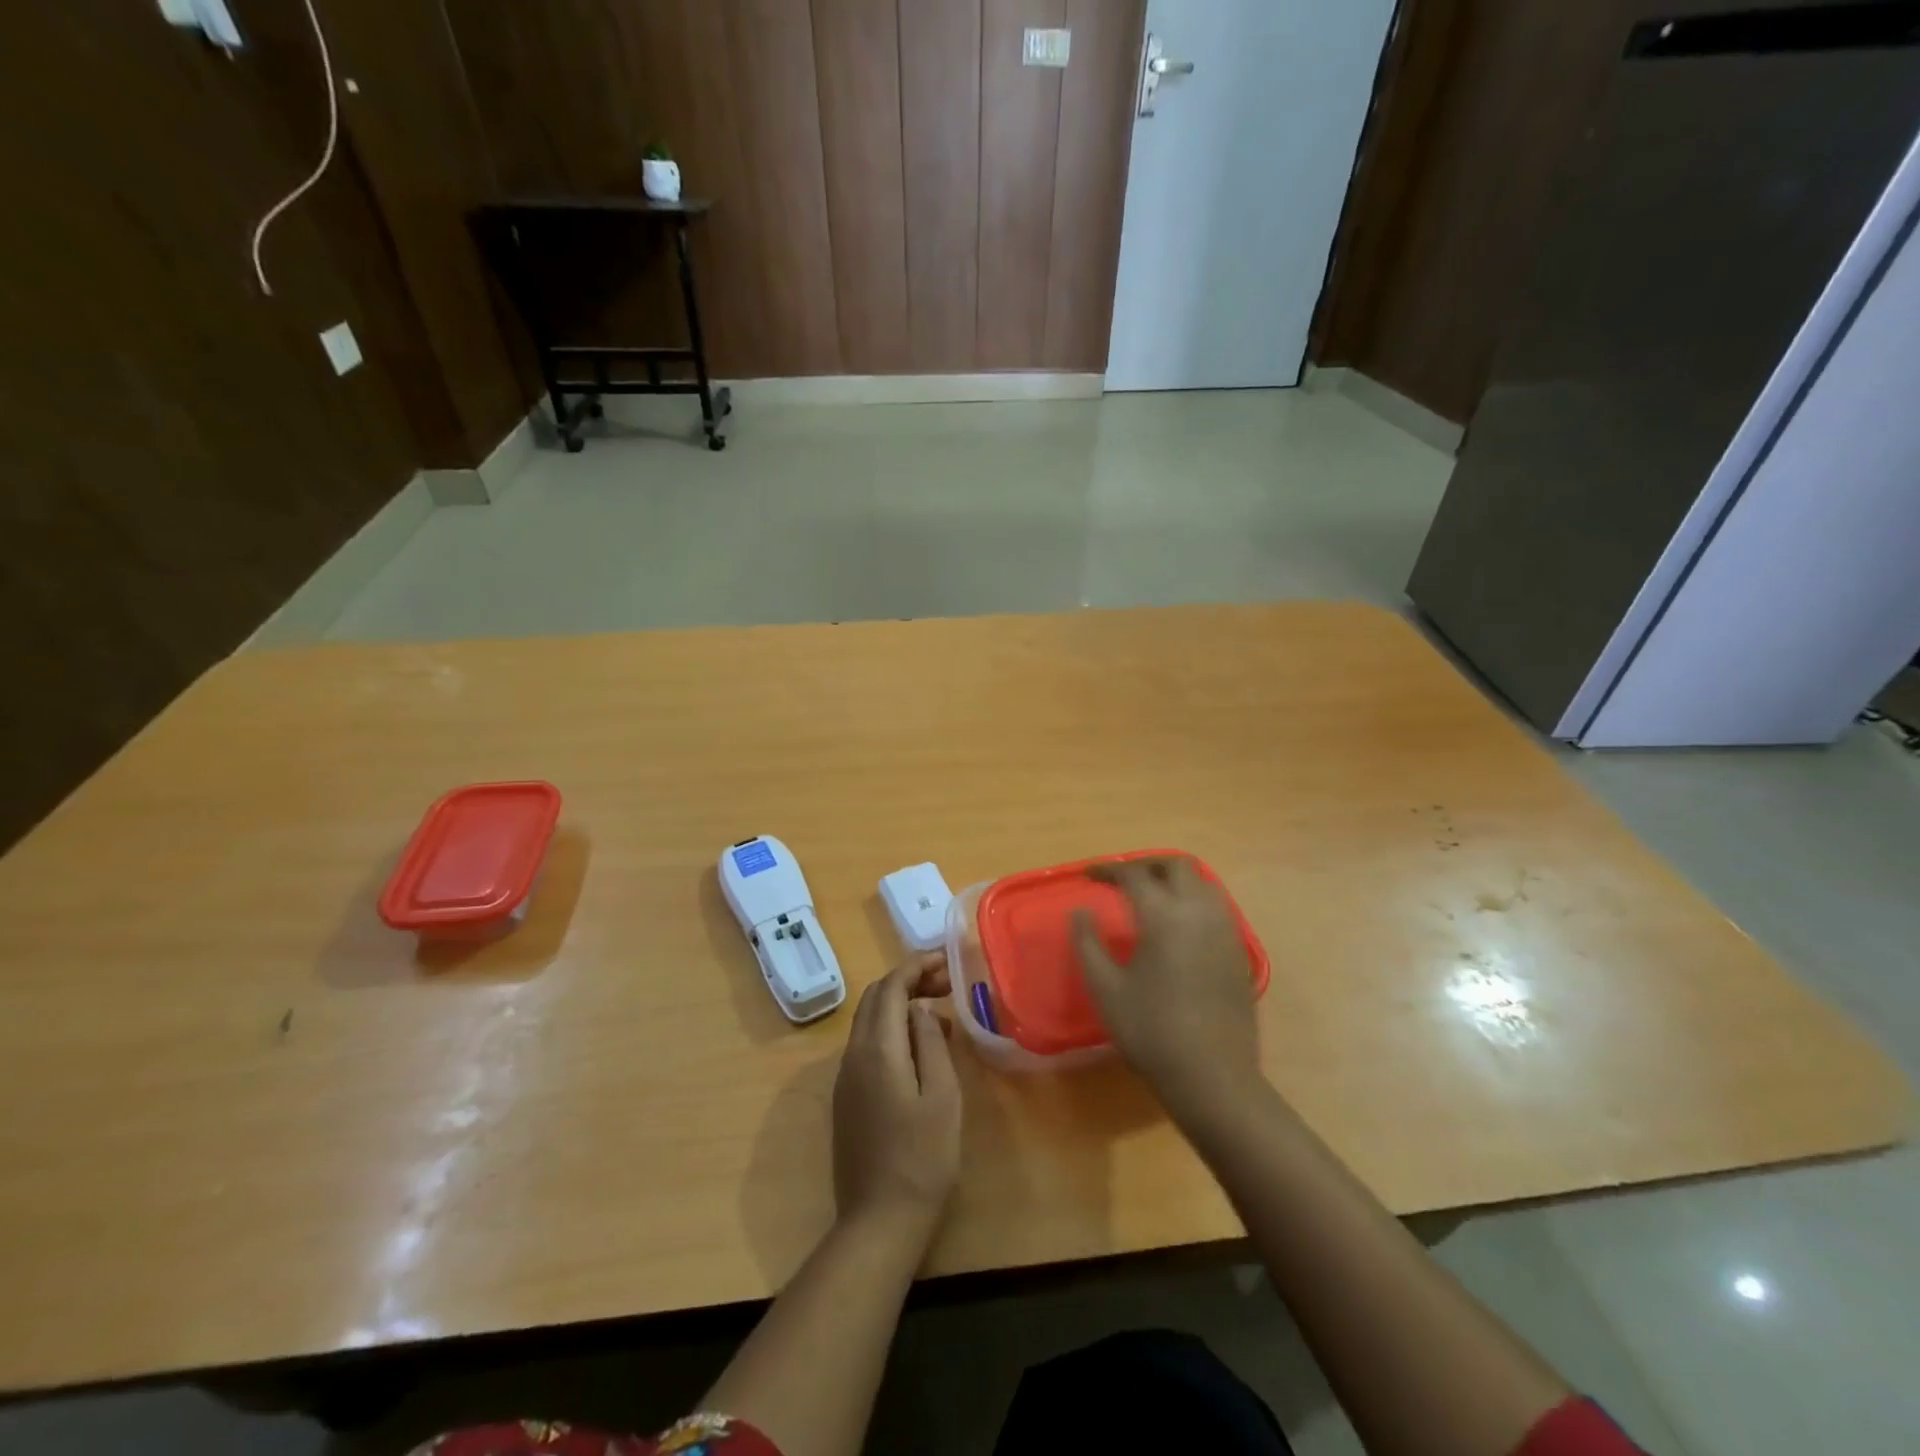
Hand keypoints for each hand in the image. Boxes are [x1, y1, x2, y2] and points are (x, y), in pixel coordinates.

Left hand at [832, 952, 962, 1241]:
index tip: (947, 961)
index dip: (917, 965)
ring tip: (940, 1013)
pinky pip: (867, 1045)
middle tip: (947, 984)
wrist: (878, 1220)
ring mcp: (845, 1077)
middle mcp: (853, 1055)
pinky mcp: (847, 1097)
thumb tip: (922, 1010)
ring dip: (900, 1005)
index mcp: (876, 1049)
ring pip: (869, 1021)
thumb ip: (931, 1043)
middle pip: (875, 998)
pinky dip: (892, 1030)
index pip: (890, 986)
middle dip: (908, 980)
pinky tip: (920, 1048)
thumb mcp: (942, 1095)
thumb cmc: (922, 1157)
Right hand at [1072, 856, 1262, 1114]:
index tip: (1089, 875)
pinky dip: (1193, 898)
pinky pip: (1216, 905)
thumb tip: (1080, 911)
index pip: (1134, 875)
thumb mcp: (1105, 988)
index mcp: (1164, 915)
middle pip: (1176, 865)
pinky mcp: (1239, 950)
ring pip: (1202, 881)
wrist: (1213, 1076)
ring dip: (1174, 878)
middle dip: (1146, 864)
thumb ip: (1087, 943)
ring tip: (1150, 894)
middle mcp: (1199, 911)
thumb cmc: (1151, 1031)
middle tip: (1122, 878)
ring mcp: (1225, 929)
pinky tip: (1178, 923)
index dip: (1109, 869)